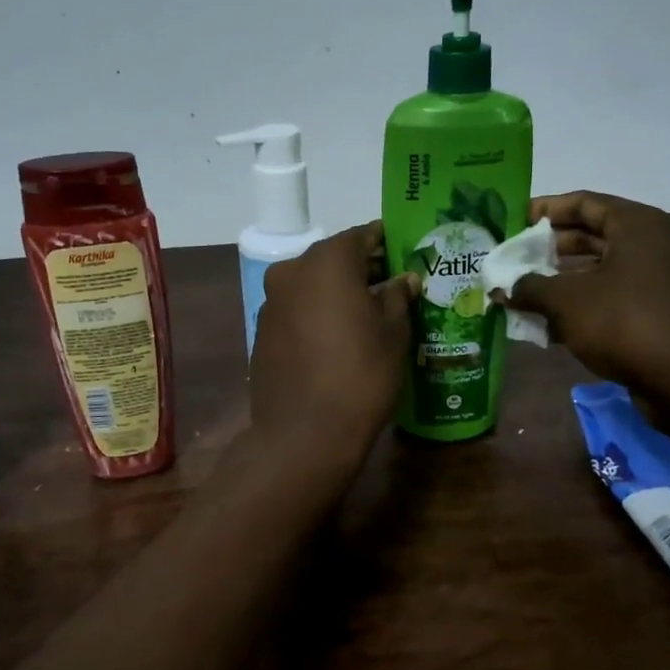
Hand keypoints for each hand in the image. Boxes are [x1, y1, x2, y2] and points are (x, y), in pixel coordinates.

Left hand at [250, 223, 418, 461]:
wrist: (304, 434)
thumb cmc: (360, 375)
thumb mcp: (394, 332)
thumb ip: (398, 296)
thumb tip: (403, 279)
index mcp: (327, 261)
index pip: (362, 236)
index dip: (387, 243)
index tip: (407, 254)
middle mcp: (292, 272)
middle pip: (334, 260)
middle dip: (363, 269)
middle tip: (394, 287)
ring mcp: (271, 303)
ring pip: (312, 286)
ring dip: (337, 294)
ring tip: (368, 316)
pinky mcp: (262, 333)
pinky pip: (297, 312)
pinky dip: (317, 316)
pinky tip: (337, 341)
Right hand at [501, 192, 669, 401]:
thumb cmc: (623, 323)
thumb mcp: (566, 301)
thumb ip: (530, 288)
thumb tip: (504, 288)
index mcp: (636, 226)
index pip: (583, 202)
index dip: (545, 209)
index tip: (514, 222)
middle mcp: (653, 245)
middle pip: (592, 236)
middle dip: (549, 250)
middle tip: (515, 260)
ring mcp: (660, 281)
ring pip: (601, 271)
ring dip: (562, 282)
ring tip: (524, 295)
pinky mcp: (660, 313)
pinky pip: (613, 299)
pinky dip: (583, 306)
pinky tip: (550, 327)